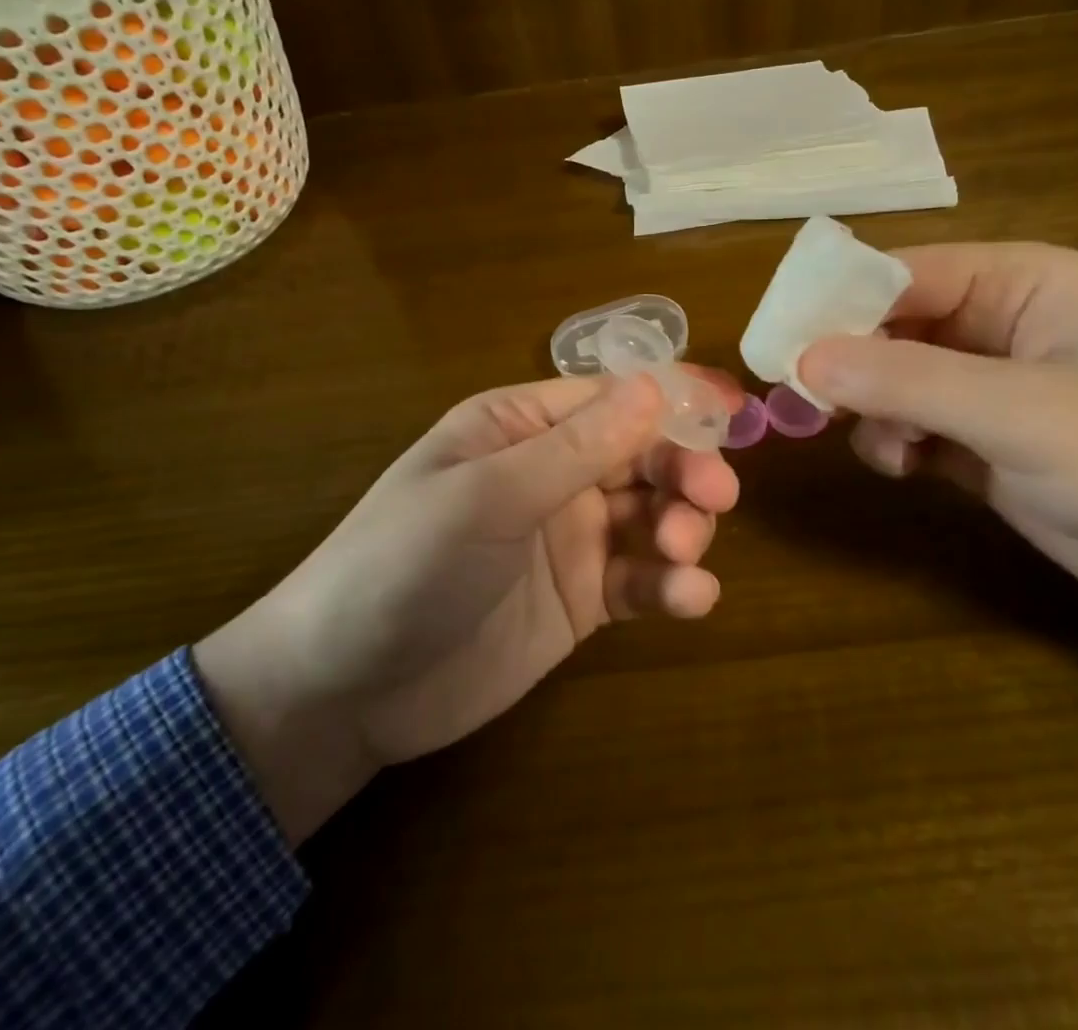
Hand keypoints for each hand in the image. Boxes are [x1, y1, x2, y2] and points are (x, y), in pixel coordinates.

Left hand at [196, 372, 739, 842]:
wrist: (343, 692)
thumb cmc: (403, 566)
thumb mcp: (487, 497)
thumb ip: (576, 447)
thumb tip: (657, 384)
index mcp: (522, 427)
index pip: (612, 396)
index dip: (675, 398)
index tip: (735, 410)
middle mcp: (552, 472)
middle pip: (644, 452)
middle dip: (685, 468)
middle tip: (714, 498)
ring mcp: (570, 536)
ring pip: (653, 512)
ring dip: (683, 526)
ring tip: (681, 554)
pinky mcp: (582, 598)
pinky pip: (642, 579)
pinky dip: (672, 585)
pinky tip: (690, 600)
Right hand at [798, 243, 1077, 634]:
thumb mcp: (1021, 412)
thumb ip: (907, 379)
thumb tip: (803, 357)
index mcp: (1017, 281)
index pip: (899, 273)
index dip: (834, 303)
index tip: (777, 346)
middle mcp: (999, 322)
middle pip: (890, 325)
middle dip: (850, 364)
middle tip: (805, 404)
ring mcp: (994, 385)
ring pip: (895, 378)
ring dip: (874, 409)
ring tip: (886, 449)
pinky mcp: (991, 442)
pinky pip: (915, 423)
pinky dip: (896, 441)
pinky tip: (904, 467)